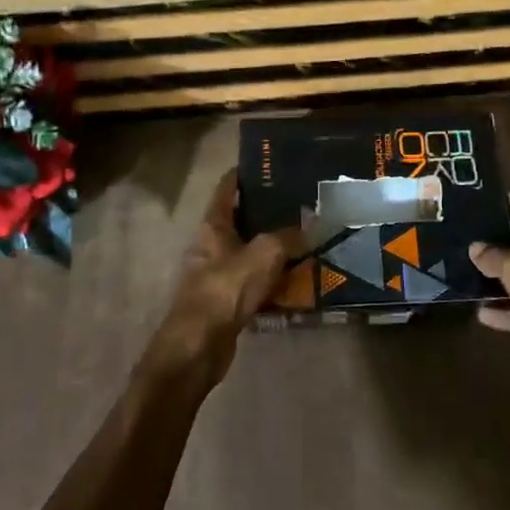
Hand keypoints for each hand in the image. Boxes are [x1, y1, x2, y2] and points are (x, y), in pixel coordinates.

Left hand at [150, 170, 292, 380]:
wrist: (199, 346)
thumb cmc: (226, 289)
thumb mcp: (264, 254)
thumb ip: (289, 236)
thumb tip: (310, 224)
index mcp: (213, 225)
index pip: (227, 188)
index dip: (245, 173)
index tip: (269, 163)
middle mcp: (211, 245)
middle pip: (241, 220)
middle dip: (268, 212)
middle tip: (301, 203)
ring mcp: (217, 274)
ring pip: (250, 252)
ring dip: (274, 248)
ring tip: (307, 238)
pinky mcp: (226, 301)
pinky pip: (254, 282)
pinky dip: (273, 279)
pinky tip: (298, 279)